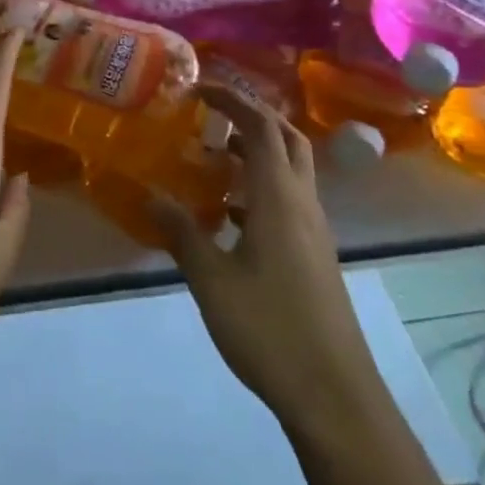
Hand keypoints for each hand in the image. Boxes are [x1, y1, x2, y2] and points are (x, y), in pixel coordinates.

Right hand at [149, 86, 372, 425]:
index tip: (199, 89)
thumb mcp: (211, 279)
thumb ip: (181, 232)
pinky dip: (260, 188)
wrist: (334, 395)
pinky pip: (288, 201)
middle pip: (286, 139)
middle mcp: (302, 204)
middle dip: (251, 116)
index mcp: (279, 198)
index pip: (261, 127)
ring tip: (212, 156)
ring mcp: (313, 231)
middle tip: (211, 113)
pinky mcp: (314, 255)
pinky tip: (228, 215)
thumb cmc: (269, 329)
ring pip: (290, 170)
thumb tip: (150, 195)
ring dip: (256, 152)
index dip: (232, 100)